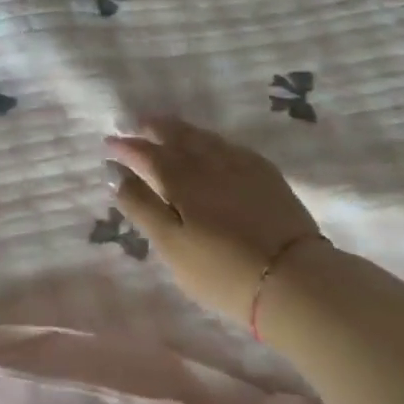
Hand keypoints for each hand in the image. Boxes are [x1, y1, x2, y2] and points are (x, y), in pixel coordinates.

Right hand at [108, 119, 322, 327]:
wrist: (295, 280)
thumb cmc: (223, 271)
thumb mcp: (171, 246)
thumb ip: (140, 206)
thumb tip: (114, 173)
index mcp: (181, 177)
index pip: (146, 153)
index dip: (126, 146)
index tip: (109, 142)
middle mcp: (208, 160)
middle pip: (176, 135)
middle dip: (153, 127)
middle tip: (136, 123)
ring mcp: (240, 164)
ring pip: (203, 137)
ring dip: (180, 130)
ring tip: (168, 129)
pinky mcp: (265, 173)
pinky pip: (228, 145)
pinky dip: (210, 141)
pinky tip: (211, 146)